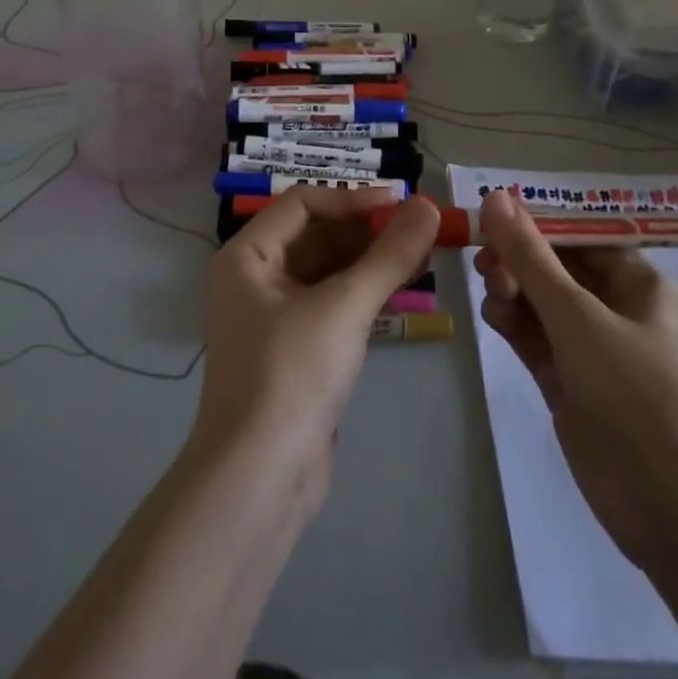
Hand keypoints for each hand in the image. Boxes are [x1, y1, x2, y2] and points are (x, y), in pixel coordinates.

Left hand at [192, 188, 440, 503]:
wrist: (259, 480)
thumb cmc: (292, 375)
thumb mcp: (345, 307)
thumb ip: (389, 256)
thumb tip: (430, 207)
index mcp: (247, 256)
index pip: (303, 203)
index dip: (353, 199)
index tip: (403, 204)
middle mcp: (254, 277)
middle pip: (315, 235)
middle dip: (366, 229)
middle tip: (420, 228)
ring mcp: (273, 315)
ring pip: (326, 269)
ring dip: (370, 259)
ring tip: (421, 253)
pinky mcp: (295, 349)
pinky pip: (331, 302)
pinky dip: (363, 291)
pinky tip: (401, 287)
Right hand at [474, 189, 677, 567]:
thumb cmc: (639, 398)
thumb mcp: (580, 319)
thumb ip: (531, 258)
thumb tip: (496, 196)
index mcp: (642, 286)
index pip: (583, 238)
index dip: (538, 225)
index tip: (491, 220)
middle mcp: (621, 312)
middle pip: (559, 269)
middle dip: (520, 261)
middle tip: (484, 265)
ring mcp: (596, 352)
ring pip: (543, 304)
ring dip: (514, 291)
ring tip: (492, 296)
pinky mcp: (574, 385)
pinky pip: (538, 339)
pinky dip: (515, 324)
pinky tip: (493, 317)